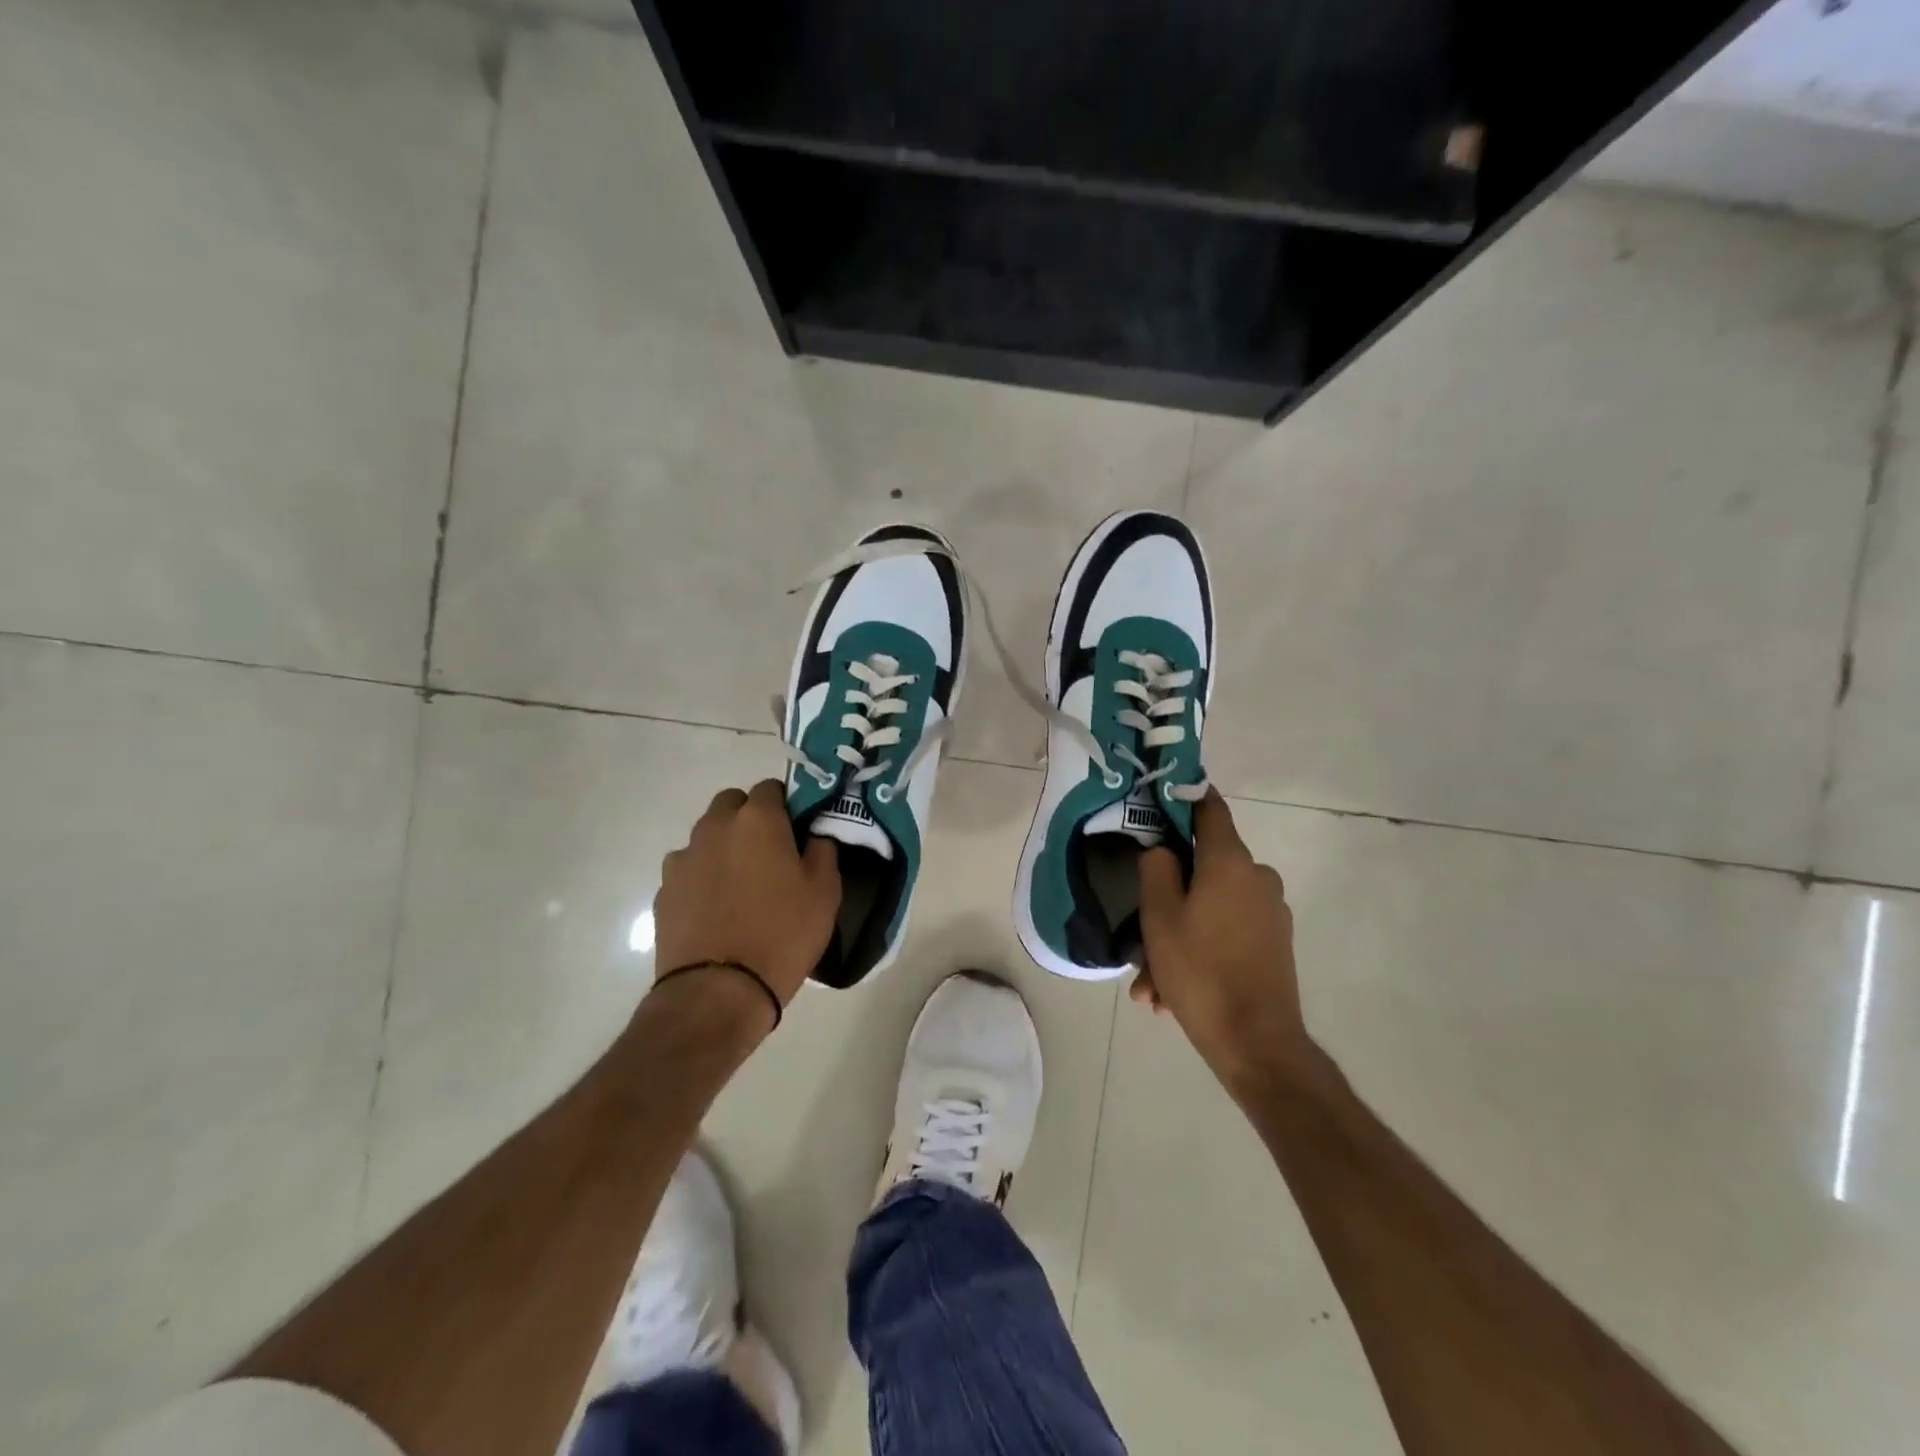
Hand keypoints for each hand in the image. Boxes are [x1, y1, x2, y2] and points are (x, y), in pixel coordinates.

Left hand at [655, 781, 841, 1013]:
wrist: (718, 992)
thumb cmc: (782, 934)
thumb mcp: (825, 892)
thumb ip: (823, 849)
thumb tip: (815, 834)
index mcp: (757, 820)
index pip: (771, 788)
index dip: (787, 805)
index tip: (799, 830)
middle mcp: (715, 828)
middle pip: (732, 804)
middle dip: (750, 818)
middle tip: (771, 853)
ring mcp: (684, 858)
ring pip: (707, 835)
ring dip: (724, 846)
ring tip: (742, 884)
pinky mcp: (664, 890)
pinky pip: (689, 869)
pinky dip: (703, 877)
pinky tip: (717, 908)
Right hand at [1134, 790, 1311, 1086]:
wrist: (1257, 1044)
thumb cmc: (1201, 971)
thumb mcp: (1159, 917)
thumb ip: (1157, 870)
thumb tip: (1165, 851)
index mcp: (1231, 862)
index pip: (1209, 808)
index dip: (1185, 796)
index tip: (1163, 794)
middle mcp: (1257, 878)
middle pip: (1203, 869)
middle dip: (1168, 898)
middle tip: (1140, 935)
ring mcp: (1270, 913)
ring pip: (1210, 910)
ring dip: (1178, 938)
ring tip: (1151, 986)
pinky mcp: (1274, 944)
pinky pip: (1226, 934)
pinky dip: (1199, 952)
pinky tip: (1171, 995)